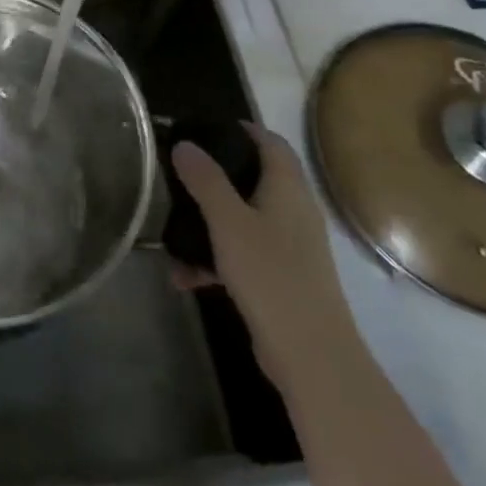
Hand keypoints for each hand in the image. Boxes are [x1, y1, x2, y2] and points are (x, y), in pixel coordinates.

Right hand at [172, 122, 356, 386]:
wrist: (312, 355)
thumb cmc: (271, 275)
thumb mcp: (228, 222)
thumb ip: (205, 180)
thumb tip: (185, 143)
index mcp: (288, 189)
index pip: (270, 142)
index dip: (242, 130)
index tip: (205, 130)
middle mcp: (294, 211)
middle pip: (254, 179)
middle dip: (215, 178)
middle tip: (180, 176)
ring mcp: (291, 247)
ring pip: (244, 220)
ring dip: (209, 225)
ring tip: (173, 235)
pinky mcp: (283, 279)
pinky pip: (244, 255)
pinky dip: (217, 259)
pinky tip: (185, 278)